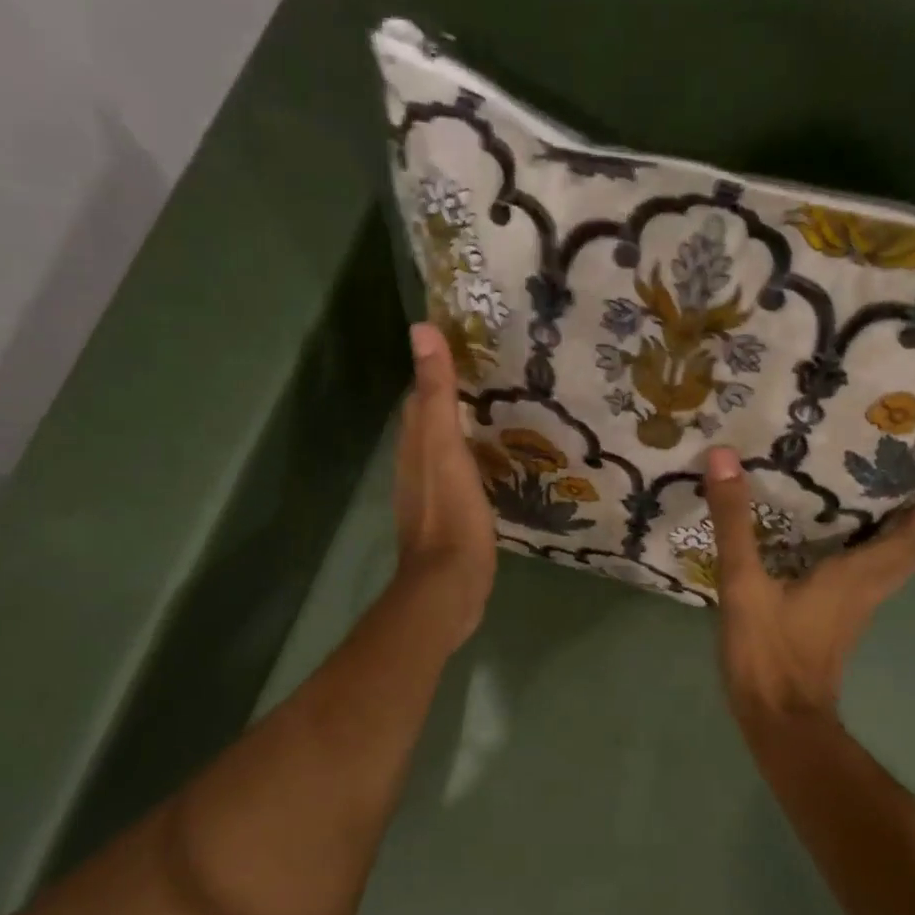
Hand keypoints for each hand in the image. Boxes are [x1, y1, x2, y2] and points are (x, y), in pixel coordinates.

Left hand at [392, 324, 496, 650]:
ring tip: (500, 419)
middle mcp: (415, 468)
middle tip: (495, 384)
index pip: (419, 398)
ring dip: (464, 435)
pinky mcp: (450, 520)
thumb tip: (421, 330)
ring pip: (444, 454)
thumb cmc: (451, 514)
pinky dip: (473, 465)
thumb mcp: (445, 447)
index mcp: (413, 447)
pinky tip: (495, 467)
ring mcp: (432, 497)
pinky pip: (459, 480)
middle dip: (454, 402)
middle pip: (430, 426)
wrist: (450, 584)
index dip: (437, 374)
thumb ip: (436, 394)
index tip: (470, 354)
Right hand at [703, 447, 914, 723]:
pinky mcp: (833, 629)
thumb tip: (723, 457)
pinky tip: (830, 551)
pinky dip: (863, 561)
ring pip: (886, 571)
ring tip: (874, 508)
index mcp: (853, 577)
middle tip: (907, 485)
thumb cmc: (768, 653)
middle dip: (914, 520)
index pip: (906, 536)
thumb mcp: (744, 584)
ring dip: (892, 540)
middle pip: (905, 554)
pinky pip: (862, 584)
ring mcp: (850, 615)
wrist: (780, 721)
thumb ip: (734, 523)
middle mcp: (862, 593)